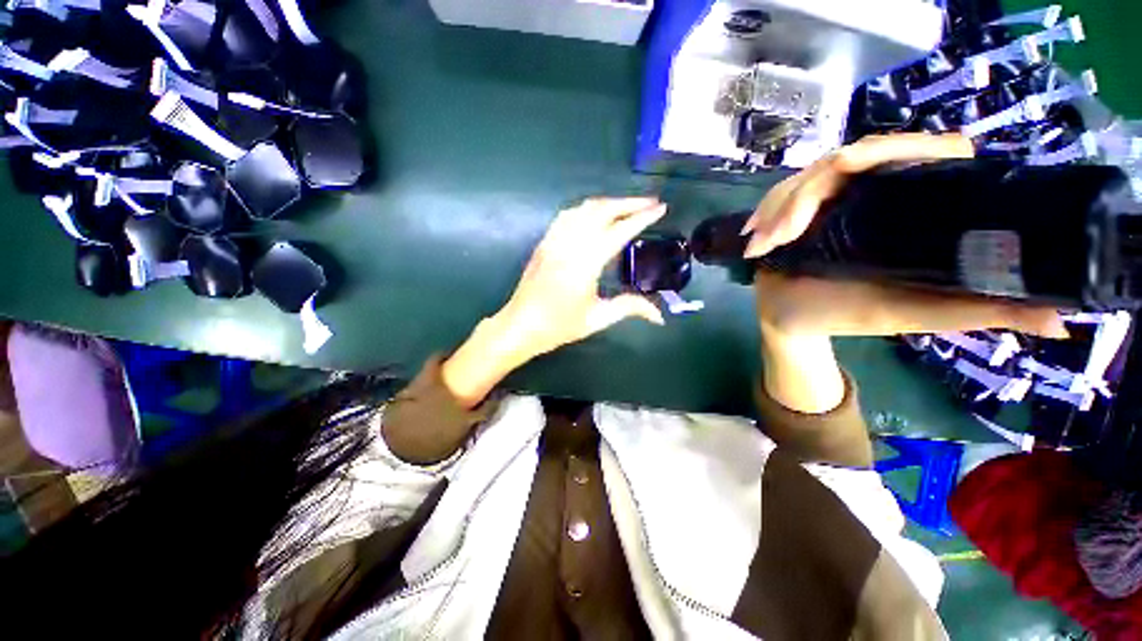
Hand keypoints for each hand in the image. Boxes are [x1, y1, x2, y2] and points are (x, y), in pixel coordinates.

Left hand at [497, 197, 667, 356]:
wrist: (520, 325)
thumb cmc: (558, 325)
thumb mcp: (597, 319)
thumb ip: (629, 308)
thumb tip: (659, 316)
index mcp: (586, 263)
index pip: (619, 231)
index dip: (642, 217)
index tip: (661, 208)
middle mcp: (569, 244)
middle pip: (601, 210)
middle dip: (628, 202)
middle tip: (650, 202)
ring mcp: (554, 240)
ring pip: (583, 208)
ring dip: (608, 202)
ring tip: (627, 206)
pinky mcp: (544, 242)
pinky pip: (567, 215)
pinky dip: (586, 208)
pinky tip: (595, 214)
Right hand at [743, 133, 1066, 339]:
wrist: (792, 320)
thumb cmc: (848, 315)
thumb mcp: (915, 315)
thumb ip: (976, 312)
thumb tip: (1062, 322)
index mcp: (901, 207)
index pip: (916, 153)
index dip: (904, 150)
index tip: (873, 175)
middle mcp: (866, 193)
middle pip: (848, 159)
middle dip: (809, 195)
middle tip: (784, 235)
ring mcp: (825, 199)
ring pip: (806, 177)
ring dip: (780, 208)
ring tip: (763, 245)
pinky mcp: (792, 210)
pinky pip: (779, 195)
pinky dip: (766, 213)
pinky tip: (755, 235)